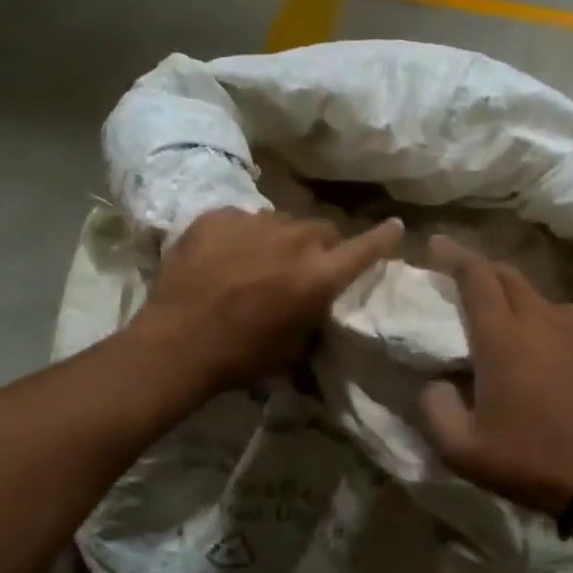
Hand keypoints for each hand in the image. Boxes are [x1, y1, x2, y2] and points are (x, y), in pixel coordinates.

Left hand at [135, 207, 403, 394]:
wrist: (176, 344)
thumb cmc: (242, 356)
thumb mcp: (295, 345)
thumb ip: (314, 310)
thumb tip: (317, 295)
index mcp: (318, 275)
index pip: (364, 248)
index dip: (383, 238)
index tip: (396, 226)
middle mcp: (293, 240)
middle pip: (321, 229)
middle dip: (319, 246)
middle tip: (301, 267)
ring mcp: (253, 223)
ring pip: (281, 222)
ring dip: (279, 239)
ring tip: (257, 262)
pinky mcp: (217, 216)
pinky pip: (242, 219)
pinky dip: (241, 236)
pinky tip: (223, 258)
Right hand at [419, 236, 572, 514]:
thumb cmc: (528, 460)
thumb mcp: (461, 449)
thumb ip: (435, 408)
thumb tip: (437, 381)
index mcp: (502, 337)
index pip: (476, 275)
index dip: (453, 254)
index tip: (436, 244)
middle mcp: (540, 319)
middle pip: (507, 274)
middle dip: (481, 269)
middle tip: (461, 278)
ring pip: (537, 295)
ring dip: (513, 296)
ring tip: (501, 318)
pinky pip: (563, 316)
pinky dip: (542, 317)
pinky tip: (541, 344)